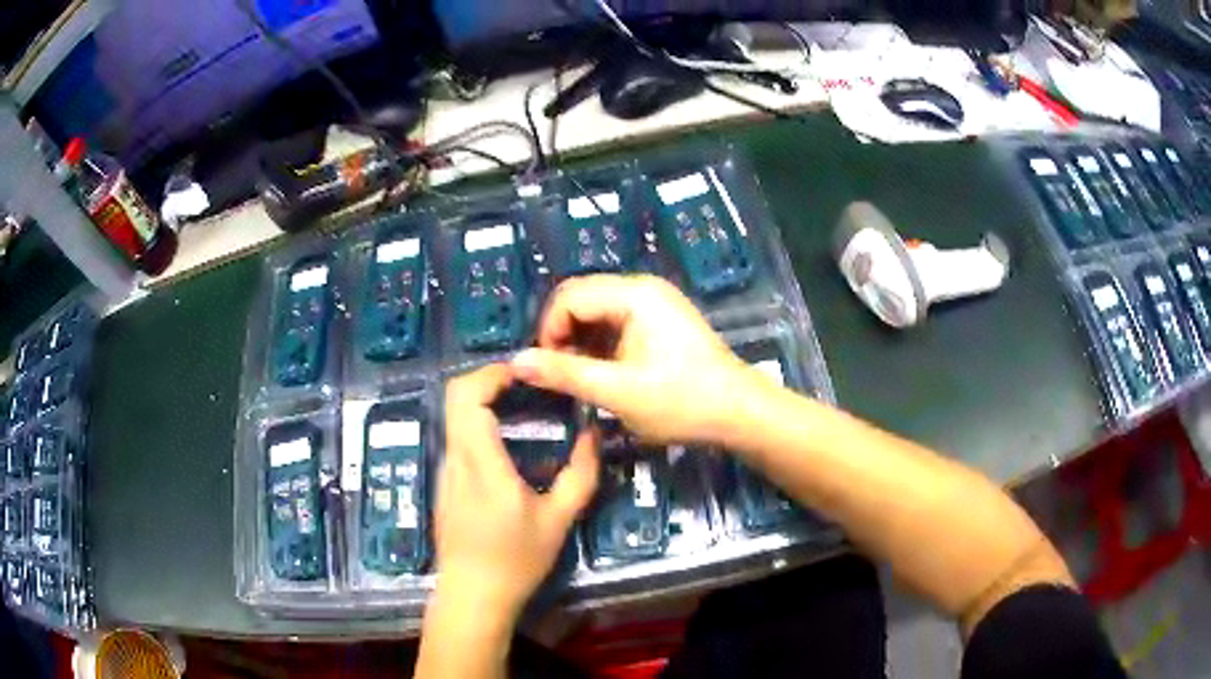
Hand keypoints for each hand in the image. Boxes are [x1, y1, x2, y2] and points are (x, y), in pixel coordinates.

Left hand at [434, 364, 599, 621]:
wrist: (473, 595)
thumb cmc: (516, 560)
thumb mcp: (558, 520)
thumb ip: (580, 474)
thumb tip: (593, 433)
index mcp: (481, 463)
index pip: (467, 397)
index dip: (492, 373)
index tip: (525, 373)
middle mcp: (455, 458)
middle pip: (454, 397)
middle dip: (487, 379)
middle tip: (525, 385)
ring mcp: (445, 471)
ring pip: (454, 417)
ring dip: (482, 402)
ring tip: (520, 409)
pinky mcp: (444, 484)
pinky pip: (457, 439)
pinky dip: (478, 425)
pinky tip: (507, 446)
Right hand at [511, 274, 748, 444]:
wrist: (739, 412)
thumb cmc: (681, 402)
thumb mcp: (618, 392)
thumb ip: (565, 374)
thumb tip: (515, 362)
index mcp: (633, 294)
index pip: (568, 296)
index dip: (548, 331)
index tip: (547, 370)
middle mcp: (642, 287)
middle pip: (581, 298)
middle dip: (561, 334)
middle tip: (561, 375)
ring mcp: (654, 302)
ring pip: (596, 311)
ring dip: (580, 341)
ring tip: (579, 378)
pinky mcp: (660, 320)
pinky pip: (615, 322)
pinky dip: (600, 345)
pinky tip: (601, 373)